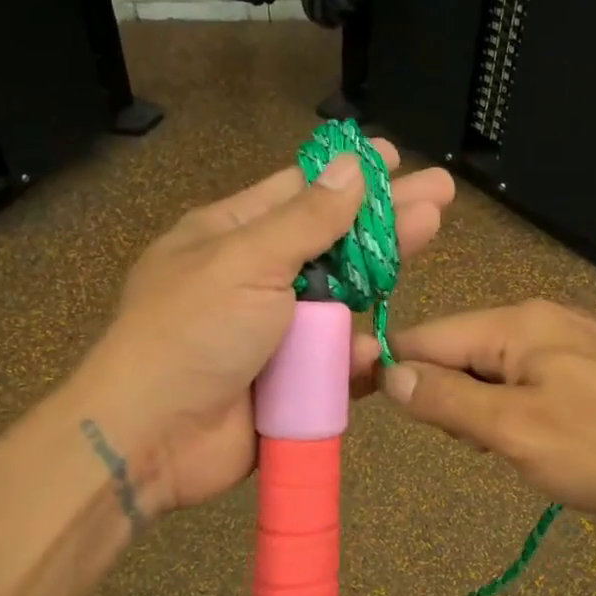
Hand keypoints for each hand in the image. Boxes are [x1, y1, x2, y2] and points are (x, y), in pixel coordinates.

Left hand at [69, 141, 453, 514]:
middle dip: (385, 218)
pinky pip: (334, 362)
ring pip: (341, 302)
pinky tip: (377, 347)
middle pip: (332, 243)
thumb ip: (307, 219)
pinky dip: (354, 356)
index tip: (394, 159)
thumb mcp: (247, 261)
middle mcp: (255, 279)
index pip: (299, 193)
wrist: (153, 437)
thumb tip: (353, 166)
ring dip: (380, 278)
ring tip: (427, 239)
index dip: (348, 177)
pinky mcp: (290, 382)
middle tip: (441, 195)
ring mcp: (275, 333)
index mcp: (231, 237)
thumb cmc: (193, 332)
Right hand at [377, 299, 595, 527]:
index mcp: (517, 324)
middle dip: (449, 398)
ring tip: (514, 451)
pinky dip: (520, 410)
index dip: (391, 368)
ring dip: (486, 410)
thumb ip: (447, 402)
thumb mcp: (516, 432)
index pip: (428, 336)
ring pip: (497, 370)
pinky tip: (546, 441)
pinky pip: (533, 381)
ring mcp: (574, 340)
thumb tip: (388, 375)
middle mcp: (542, 319)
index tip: (365, 404)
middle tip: (476, 446)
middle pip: (462, 351)